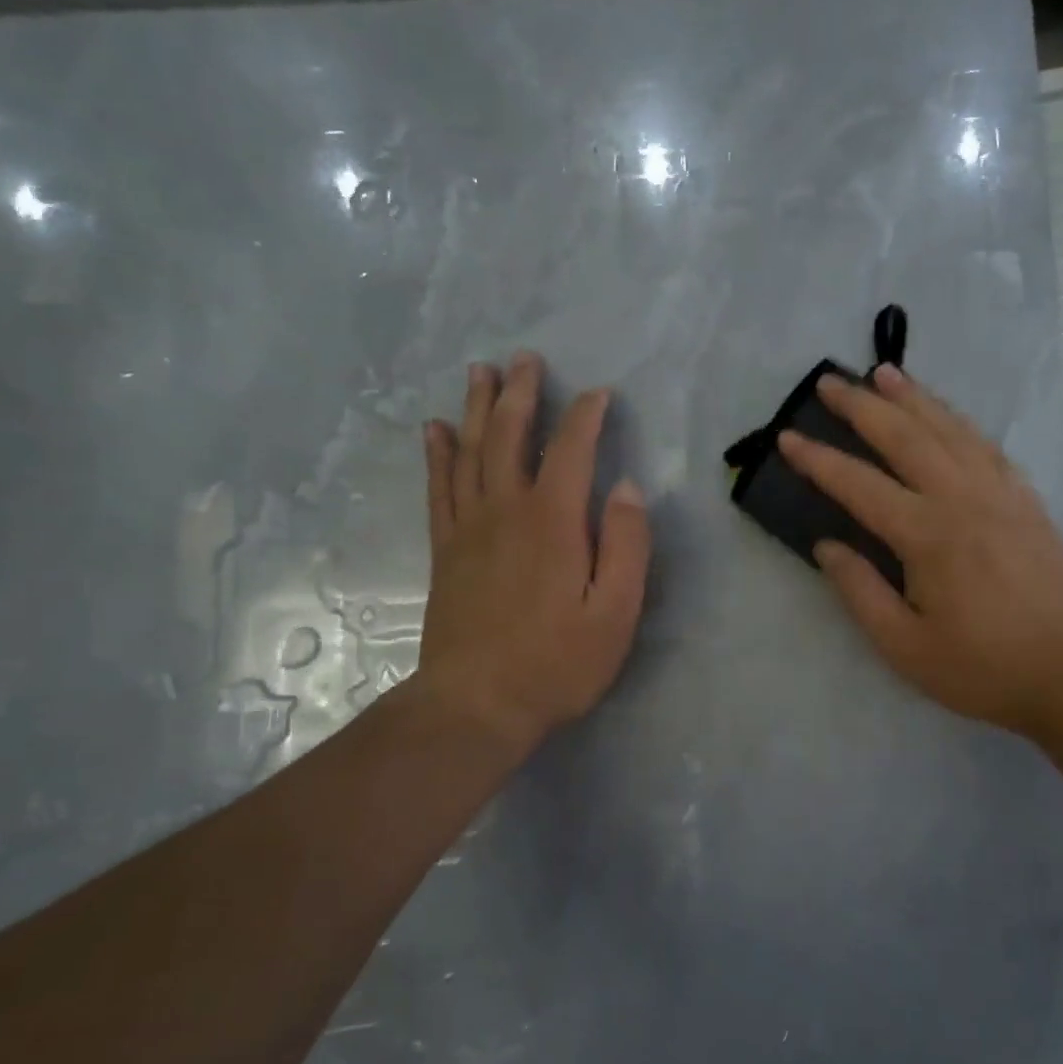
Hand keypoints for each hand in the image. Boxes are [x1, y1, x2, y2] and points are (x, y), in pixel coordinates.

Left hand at [410, 353, 649, 759]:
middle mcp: (505, 511)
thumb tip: (625, 487)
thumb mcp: (616, 612)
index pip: (571, 450)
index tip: (600, 393)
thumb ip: (626, 545)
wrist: (476, 705)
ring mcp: (468, 529)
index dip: (586, 416)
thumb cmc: (557, 663)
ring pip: (471, 452)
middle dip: (522, 394)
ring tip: (480, 372)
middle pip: (511, 436)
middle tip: (526, 358)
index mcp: (553, 521)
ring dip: (478, 408)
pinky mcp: (445, 551)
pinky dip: (438, 454)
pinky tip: (437, 430)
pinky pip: (439, 488)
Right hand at [777, 364, 1062, 736]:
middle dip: (862, 406)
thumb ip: (860, 591)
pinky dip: (958, 421)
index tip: (787, 437)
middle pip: (905, 437)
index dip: (819, 460)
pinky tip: (945, 415)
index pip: (859, 485)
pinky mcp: (1025, 500)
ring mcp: (1000, 494)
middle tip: (830, 381)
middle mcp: (962, 499)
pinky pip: (986, 445)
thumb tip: (826, 546)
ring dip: (913, 398)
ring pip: (949, 429)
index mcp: (927, 536)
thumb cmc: (980, 667)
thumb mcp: (904, 646)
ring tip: (885, 373)